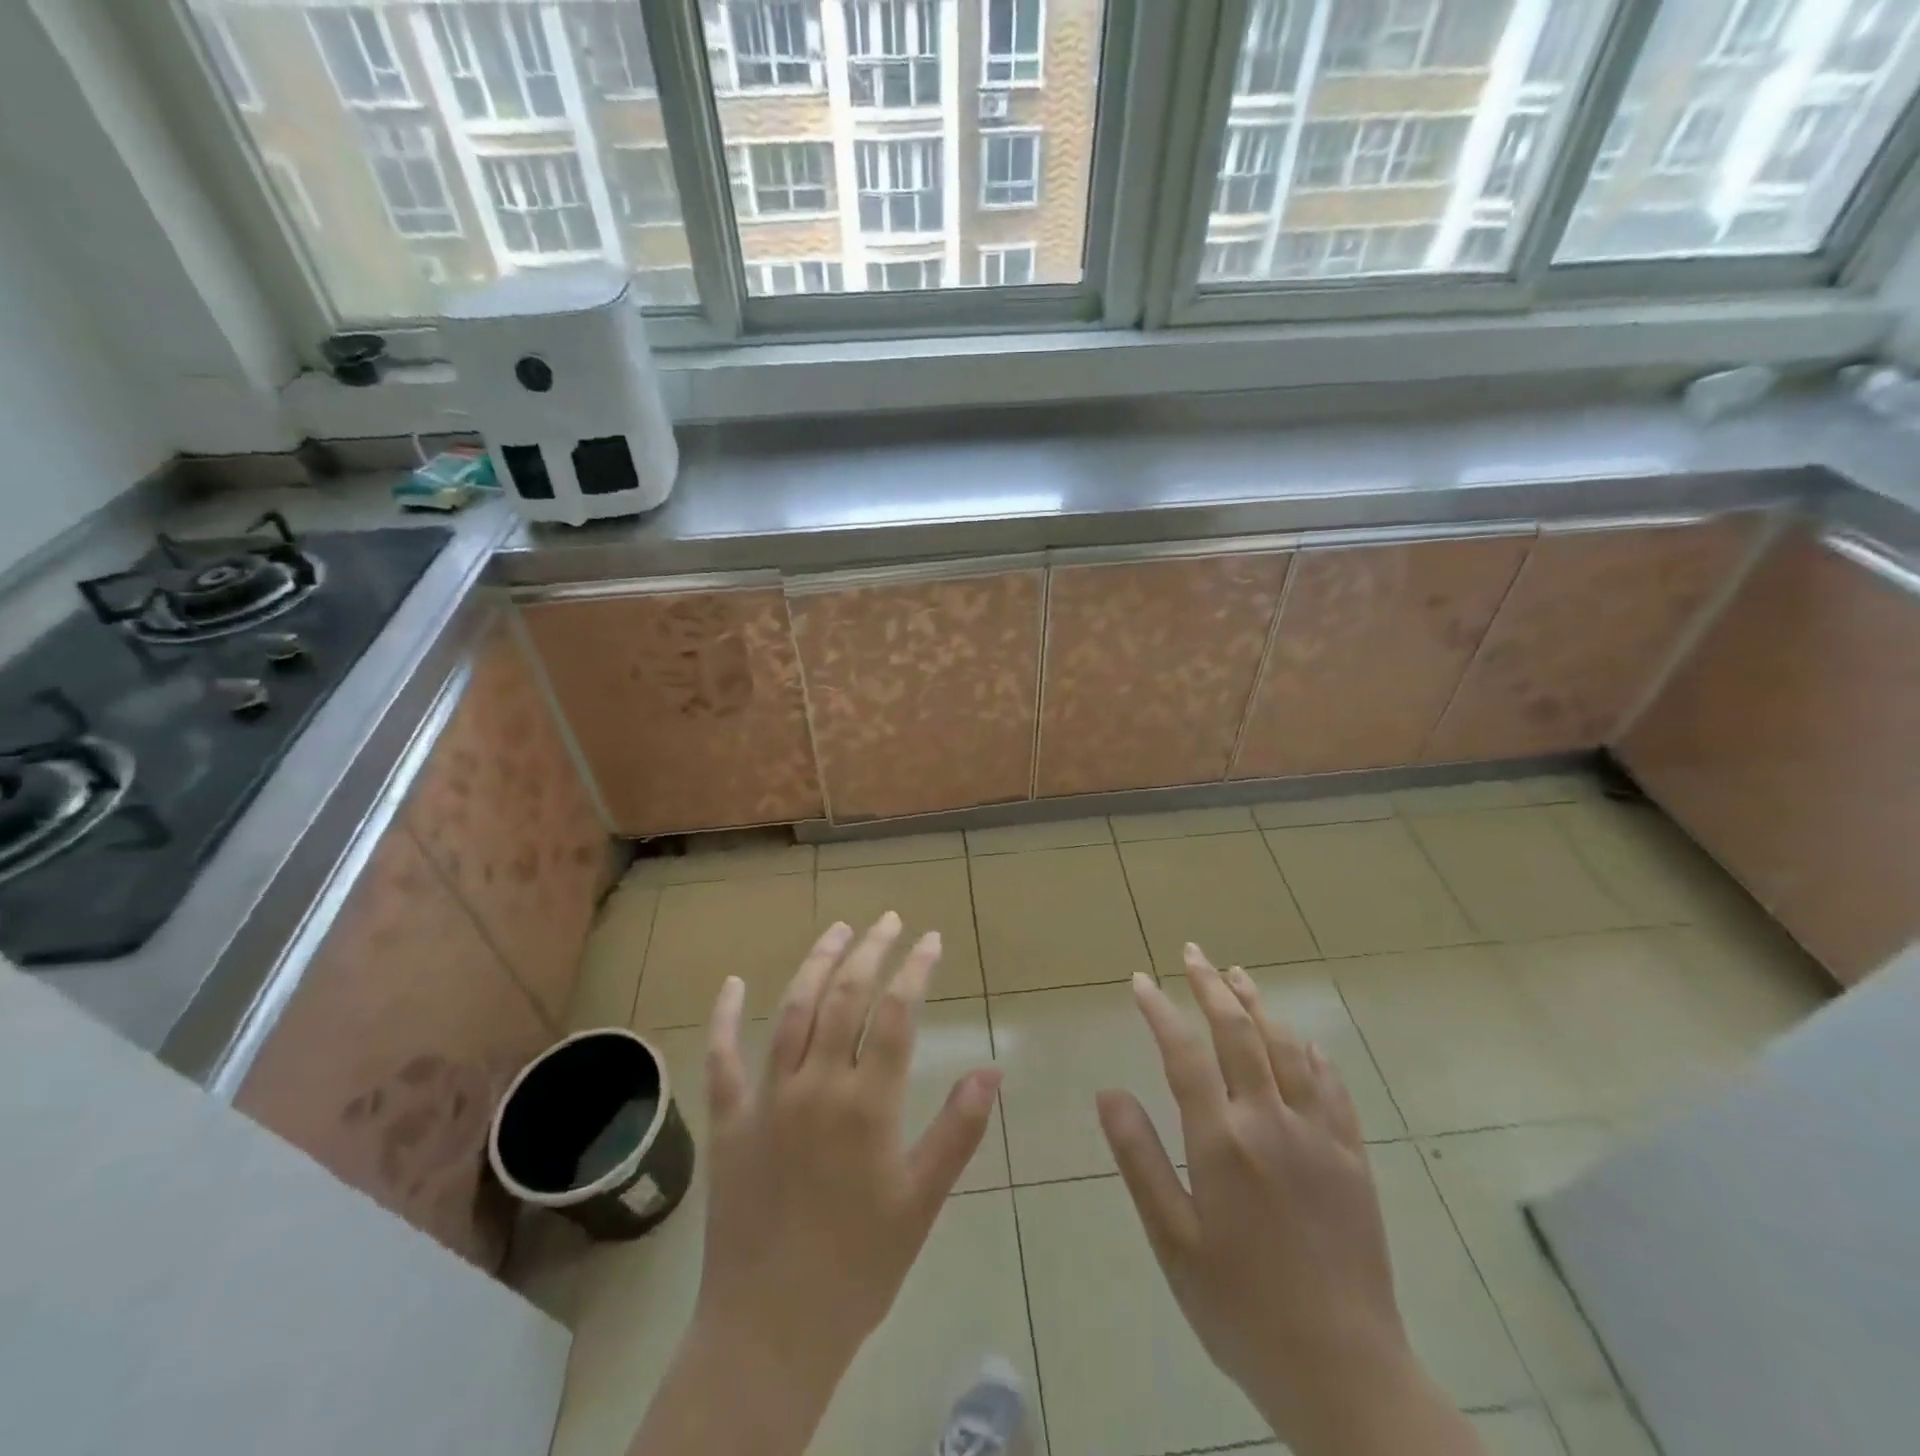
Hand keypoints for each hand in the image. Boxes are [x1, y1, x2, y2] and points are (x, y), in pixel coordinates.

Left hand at [694, 913, 1001, 1395]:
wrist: (772, 1327)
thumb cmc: (860, 1264)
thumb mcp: (922, 1200)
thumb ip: (958, 1129)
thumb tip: (992, 1069)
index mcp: (868, 1103)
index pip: (897, 1014)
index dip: (916, 970)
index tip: (930, 940)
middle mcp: (817, 1085)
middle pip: (845, 997)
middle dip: (870, 950)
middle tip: (888, 920)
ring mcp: (767, 1098)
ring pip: (792, 1011)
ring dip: (815, 964)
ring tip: (837, 930)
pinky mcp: (729, 1121)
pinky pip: (722, 1059)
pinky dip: (725, 1017)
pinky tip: (733, 983)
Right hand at [1096, 946, 1481, 1455]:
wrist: (1344, 1373)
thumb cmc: (1239, 1309)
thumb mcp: (1172, 1239)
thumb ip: (1139, 1158)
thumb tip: (1108, 1091)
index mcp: (1221, 1141)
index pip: (1183, 1053)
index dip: (1160, 1011)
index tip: (1141, 980)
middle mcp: (1270, 1122)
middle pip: (1239, 1033)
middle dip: (1211, 987)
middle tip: (1193, 953)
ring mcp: (1318, 1136)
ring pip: (1286, 1049)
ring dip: (1259, 1006)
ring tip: (1238, 975)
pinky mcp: (1353, 1159)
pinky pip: (1332, 1088)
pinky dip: (1311, 1054)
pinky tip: (1301, 1040)